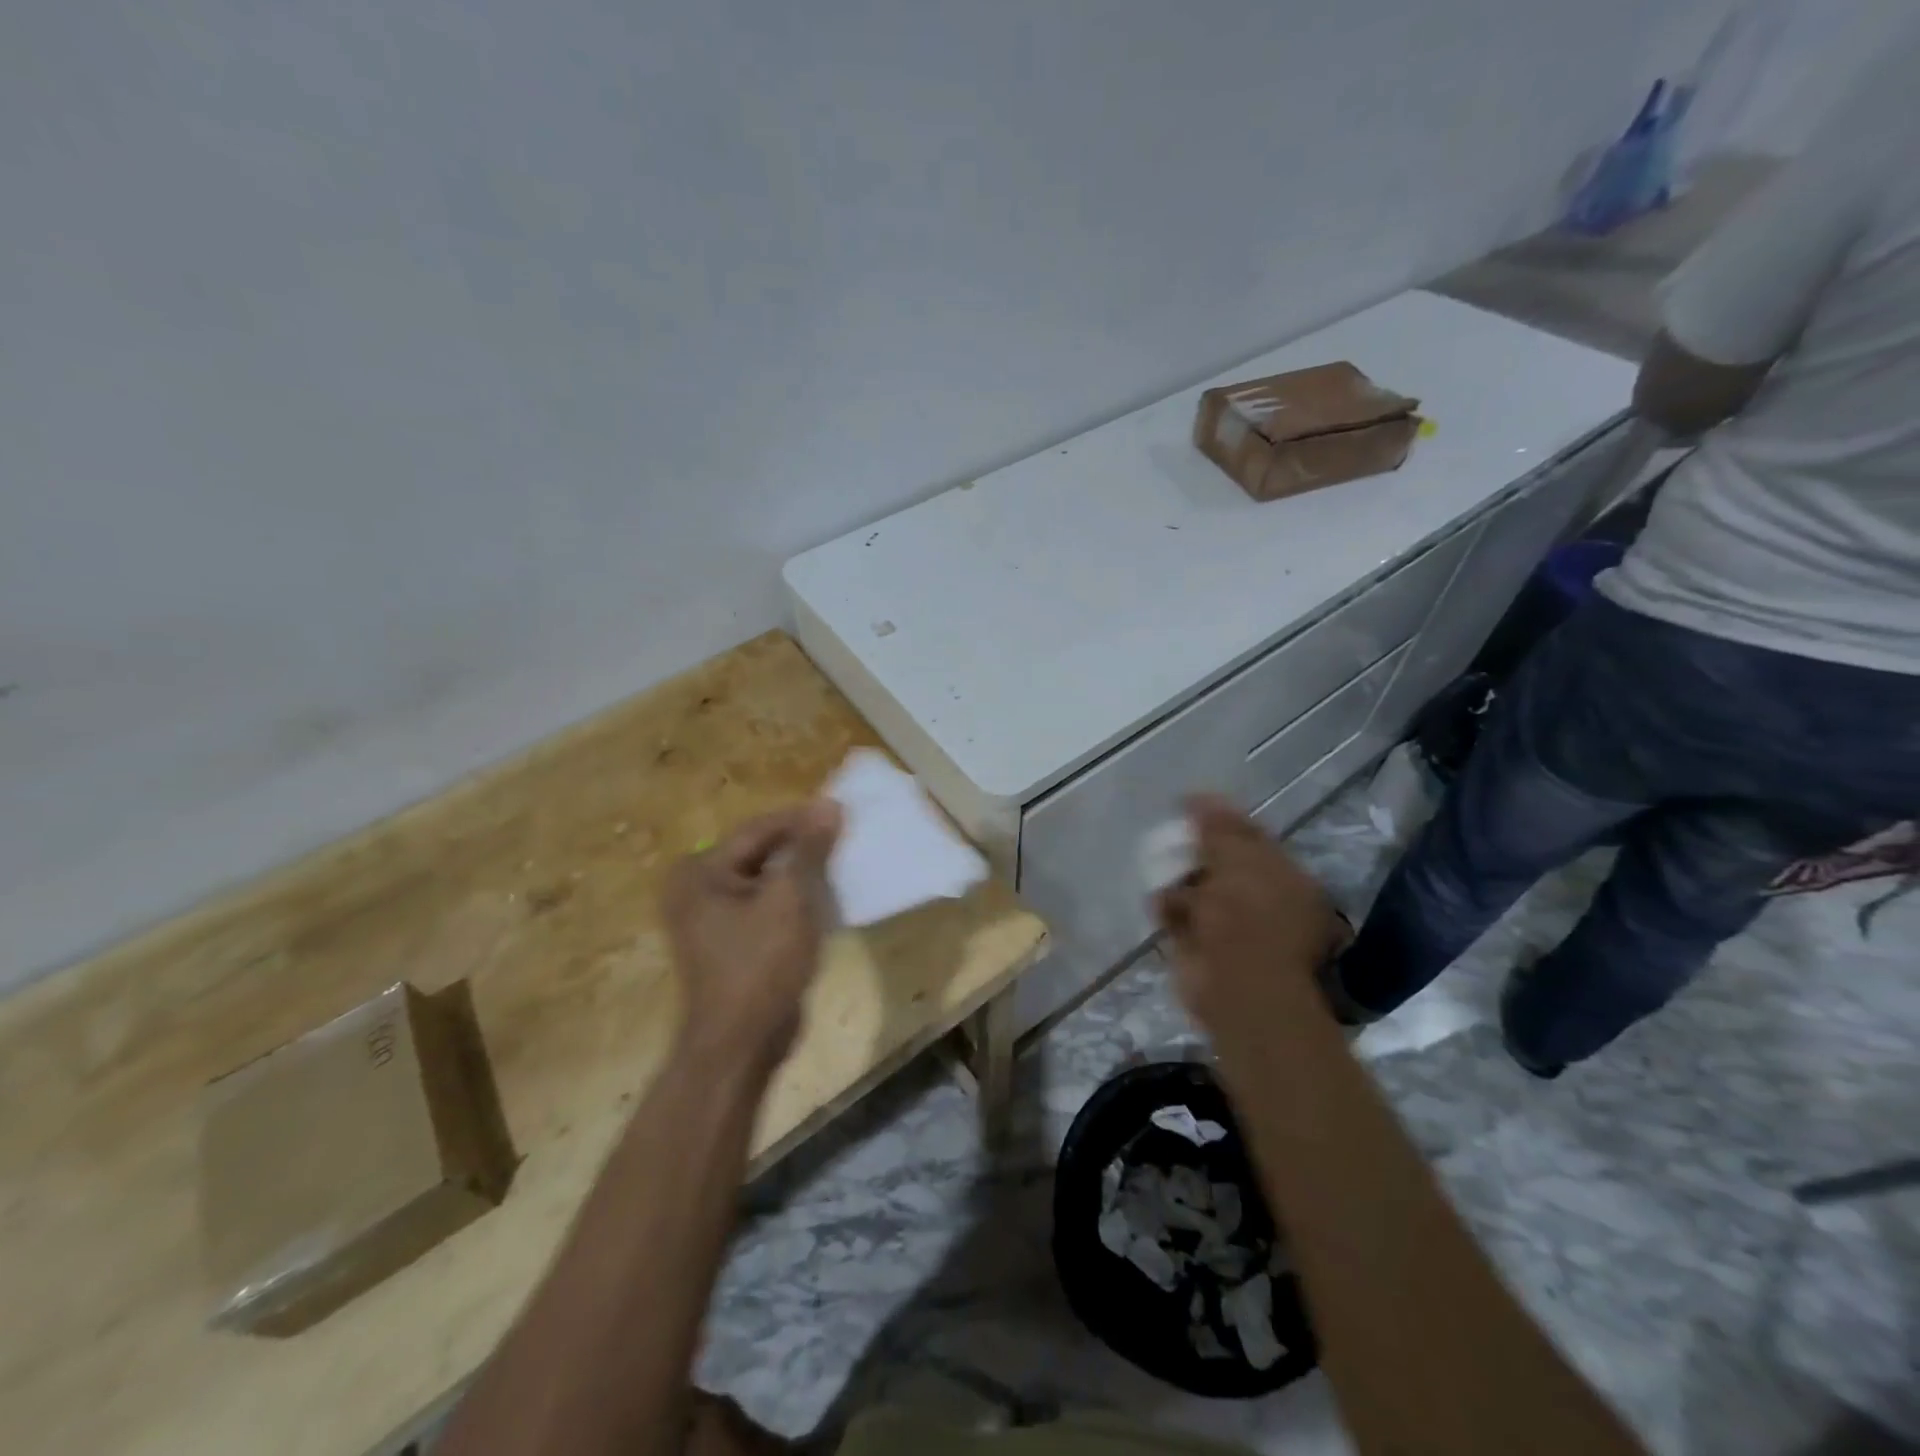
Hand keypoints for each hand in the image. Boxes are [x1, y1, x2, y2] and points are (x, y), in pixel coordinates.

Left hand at [664, 801, 842, 1069]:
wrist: (741, 1043)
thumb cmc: (761, 964)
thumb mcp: (790, 898)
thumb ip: (808, 849)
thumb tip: (829, 805)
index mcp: (700, 872)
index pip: (758, 829)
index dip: (801, 818)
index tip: (841, 808)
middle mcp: (697, 888)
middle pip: (760, 852)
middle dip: (803, 844)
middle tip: (844, 832)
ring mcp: (711, 918)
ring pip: (766, 879)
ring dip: (801, 870)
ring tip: (841, 858)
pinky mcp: (731, 941)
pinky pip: (765, 904)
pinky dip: (793, 897)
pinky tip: (825, 893)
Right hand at [1154, 795, 1345, 1034]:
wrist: (1237, 985)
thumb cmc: (1249, 917)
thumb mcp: (1239, 858)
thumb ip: (1219, 827)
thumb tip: (1198, 800)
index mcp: (1283, 877)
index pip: (1250, 837)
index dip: (1219, 818)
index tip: (1187, 804)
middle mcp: (1261, 899)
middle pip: (1218, 862)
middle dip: (1192, 849)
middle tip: (1170, 836)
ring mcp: (1230, 925)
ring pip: (1195, 888)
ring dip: (1177, 879)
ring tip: (1162, 870)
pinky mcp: (1200, 945)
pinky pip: (1177, 915)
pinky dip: (1168, 909)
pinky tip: (1164, 906)